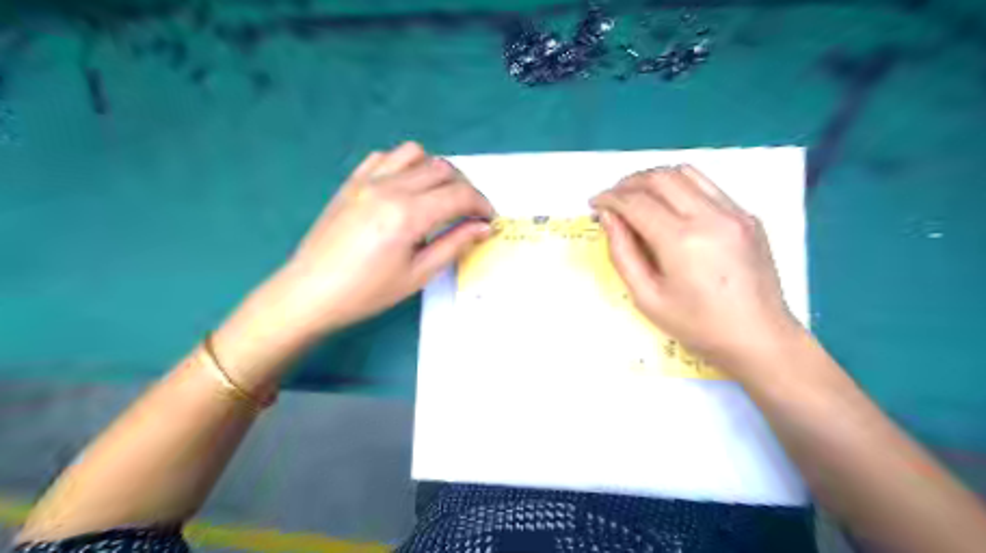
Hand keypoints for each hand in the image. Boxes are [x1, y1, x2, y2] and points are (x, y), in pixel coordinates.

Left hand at [277, 140, 491, 332]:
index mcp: (408, 214)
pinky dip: (405, 165)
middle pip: (443, 169)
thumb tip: (484, 228)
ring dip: (436, 171)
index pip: (459, 195)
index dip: (482, 205)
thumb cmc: (367, 292)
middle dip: (465, 188)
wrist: (310, 292)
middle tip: (469, 213)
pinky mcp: (352, 181)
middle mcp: (390, 187)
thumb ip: (454, 244)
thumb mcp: (418, 275)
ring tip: (438, 197)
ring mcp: (368, 180)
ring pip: (416, 153)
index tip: (489, 219)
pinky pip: (386, 156)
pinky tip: (405, 188)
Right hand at [589, 162, 804, 372]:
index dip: (610, 198)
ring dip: (654, 178)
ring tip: (637, 195)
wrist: (759, 337)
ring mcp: (734, 212)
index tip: (595, 203)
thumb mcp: (647, 297)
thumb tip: (609, 218)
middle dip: (628, 182)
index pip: (636, 202)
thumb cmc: (697, 325)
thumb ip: (623, 254)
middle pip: (659, 178)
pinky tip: (671, 207)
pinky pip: (708, 186)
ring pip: (685, 173)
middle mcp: (709, 217)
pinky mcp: (747, 216)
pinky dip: (680, 187)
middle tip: (612, 198)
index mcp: (681, 241)